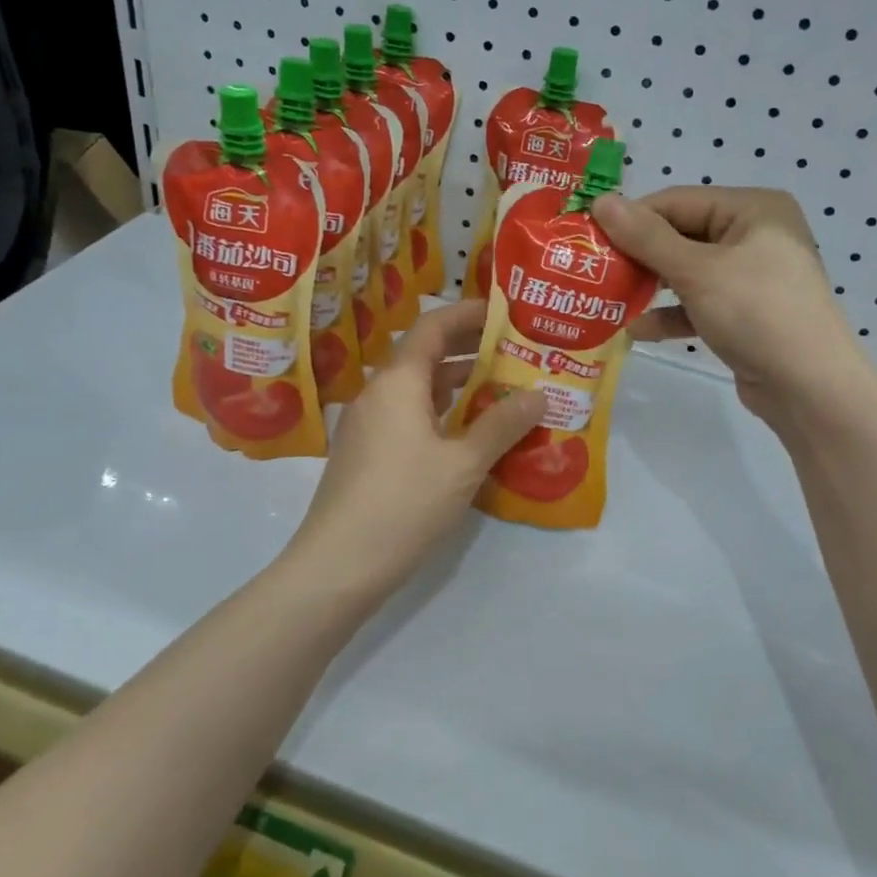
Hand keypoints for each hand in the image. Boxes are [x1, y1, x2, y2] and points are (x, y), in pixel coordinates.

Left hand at [287, 302, 546, 592]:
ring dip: (457, 385)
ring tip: (503, 389)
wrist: (337, 565)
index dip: (468, 313)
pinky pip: (409, 416)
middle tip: (515, 351)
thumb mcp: (463, 464)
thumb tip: (539, 394)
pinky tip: (469, 434)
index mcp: (397, 382)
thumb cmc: (403, 504)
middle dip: (469, 350)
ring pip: (418, 390)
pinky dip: (440, 413)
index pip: (433, 327)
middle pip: (425, 355)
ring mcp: (368, 425)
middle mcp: (378, 393)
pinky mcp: (366, 453)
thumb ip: (502, 424)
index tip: (505, 311)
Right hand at [593, 187, 876, 432]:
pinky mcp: (745, 313)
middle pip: (680, 235)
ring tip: (607, 300)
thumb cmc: (756, 313)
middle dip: (638, 257)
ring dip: (649, 287)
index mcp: (753, 209)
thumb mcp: (697, 271)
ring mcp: (751, 277)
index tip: (588, 239)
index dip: (631, 218)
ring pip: (687, 272)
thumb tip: (601, 200)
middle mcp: (754, 235)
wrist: (810, 389)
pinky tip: (637, 330)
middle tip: (594, 271)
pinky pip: (698, 303)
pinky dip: (670, 314)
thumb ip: (646, 237)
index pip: (677, 201)